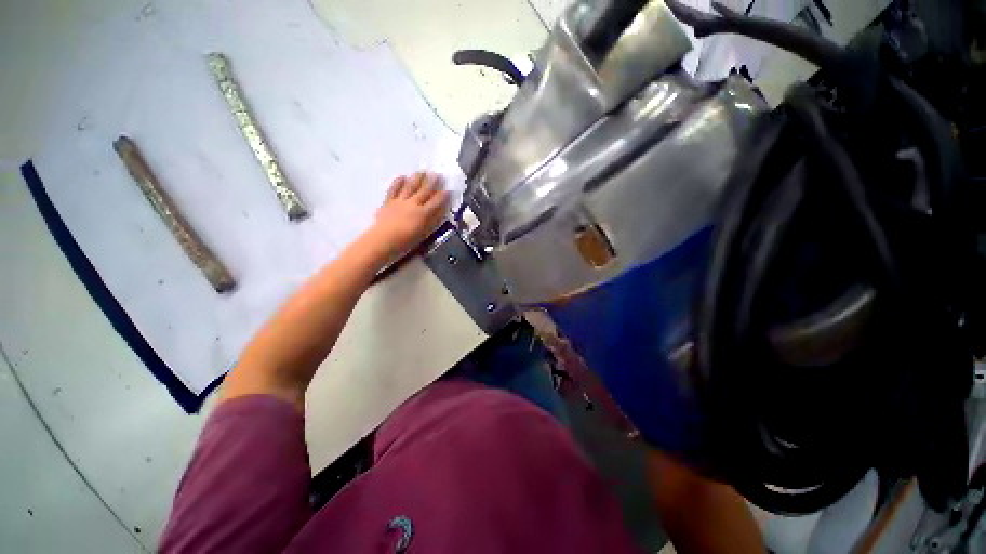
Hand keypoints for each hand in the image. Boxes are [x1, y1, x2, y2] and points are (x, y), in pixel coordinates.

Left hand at [365, 171, 449, 259]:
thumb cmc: (405, 242)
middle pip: (424, 191)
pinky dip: (398, 182)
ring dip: (417, 179)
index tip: (448, 190)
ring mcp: (400, 202)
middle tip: (437, 175)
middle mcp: (413, 204)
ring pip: (410, 187)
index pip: (436, 203)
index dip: (443, 196)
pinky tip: (402, 177)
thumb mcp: (423, 234)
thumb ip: (431, 222)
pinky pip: (394, 190)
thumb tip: (439, 213)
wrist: (383, 240)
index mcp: (423, 214)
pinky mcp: (388, 202)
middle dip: (432, 183)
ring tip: (422, 171)